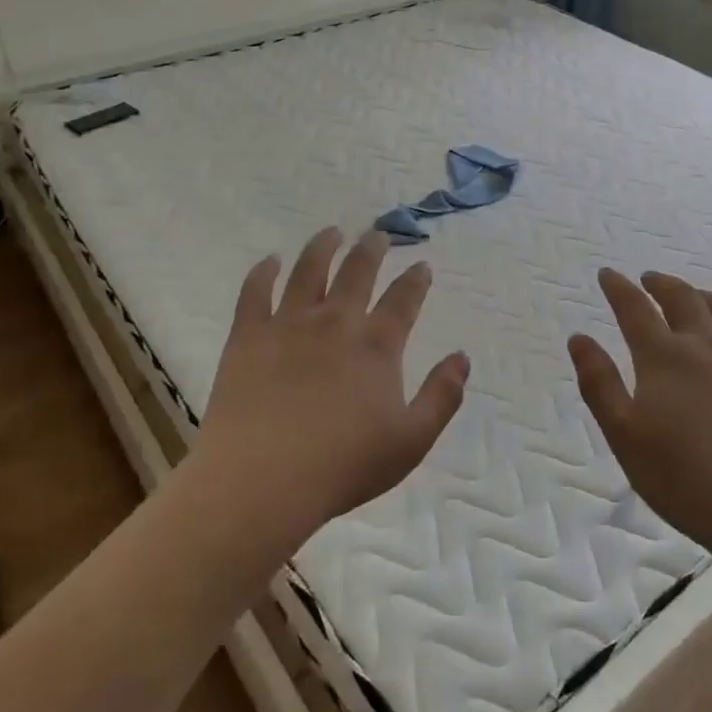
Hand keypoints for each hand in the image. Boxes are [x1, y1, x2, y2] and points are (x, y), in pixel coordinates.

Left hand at [190, 228, 469, 551]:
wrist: (262, 479)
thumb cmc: (343, 465)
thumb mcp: (411, 440)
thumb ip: (442, 396)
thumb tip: (462, 357)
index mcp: (376, 345)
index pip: (403, 300)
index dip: (415, 280)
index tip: (422, 264)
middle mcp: (335, 322)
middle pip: (357, 272)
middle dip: (371, 249)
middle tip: (378, 234)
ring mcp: (289, 324)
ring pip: (308, 270)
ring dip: (323, 247)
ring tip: (331, 232)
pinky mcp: (249, 335)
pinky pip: (255, 292)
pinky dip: (264, 272)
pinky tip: (270, 261)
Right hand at [569, 270, 711, 558]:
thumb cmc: (688, 480)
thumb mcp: (625, 437)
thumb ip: (599, 384)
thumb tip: (579, 338)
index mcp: (664, 358)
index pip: (634, 310)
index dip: (618, 289)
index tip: (608, 274)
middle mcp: (707, 346)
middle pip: (682, 300)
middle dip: (661, 285)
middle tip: (649, 279)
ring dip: (703, 296)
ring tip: (694, 295)